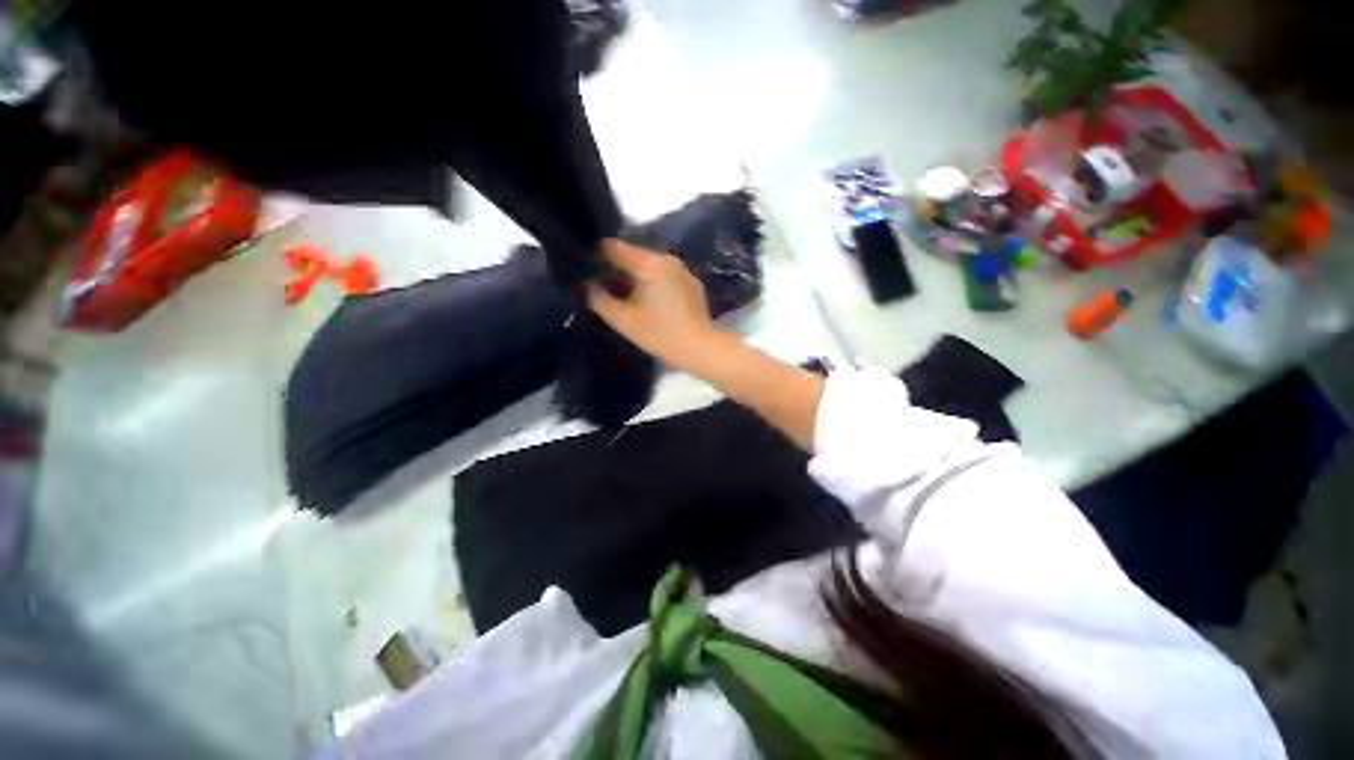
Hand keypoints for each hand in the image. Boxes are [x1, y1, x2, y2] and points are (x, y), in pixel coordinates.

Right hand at [586, 239, 720, 370]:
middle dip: (618, 270)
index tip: (588, 271)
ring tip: (627, 297)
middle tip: (606, 289)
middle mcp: (667, 259)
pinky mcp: (692, 283)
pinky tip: (652, 303)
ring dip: (636, 277)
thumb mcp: (623, 320)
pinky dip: (654, 283)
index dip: (597, 257)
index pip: (614, 248)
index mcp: (649, 264)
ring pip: (650, 266)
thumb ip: (599, 299)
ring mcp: (683, 270)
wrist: (700, 348)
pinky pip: (666, 276)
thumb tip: (587, 285)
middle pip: (633, 256)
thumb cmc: (660, 334)